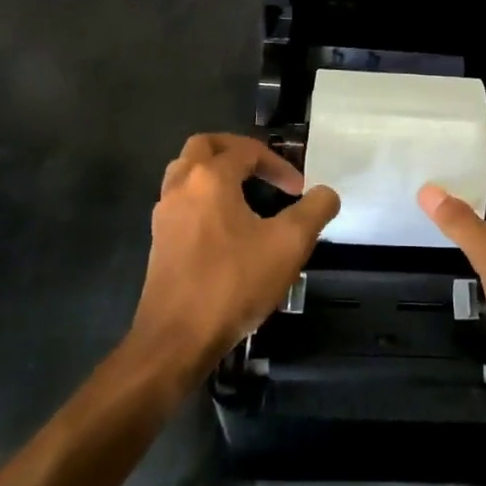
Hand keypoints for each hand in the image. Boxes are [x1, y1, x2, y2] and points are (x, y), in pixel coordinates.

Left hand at [130, 134, 339, 374]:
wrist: (176, 340)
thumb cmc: (234, 283)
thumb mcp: (290, 244)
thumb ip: (315, 210)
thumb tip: (326, 193)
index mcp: (210, 178)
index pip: (247, 151)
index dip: (278, 164)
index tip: (299, 189)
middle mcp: (181, 186)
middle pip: (205, 146)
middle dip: (238, 151)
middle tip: (263, 169)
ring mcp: (164, 214)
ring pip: (186, 171)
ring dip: (216, 172)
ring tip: (244, 192)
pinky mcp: (159, 240)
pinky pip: (181, 200)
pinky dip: (203, 197)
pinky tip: (226, 225)